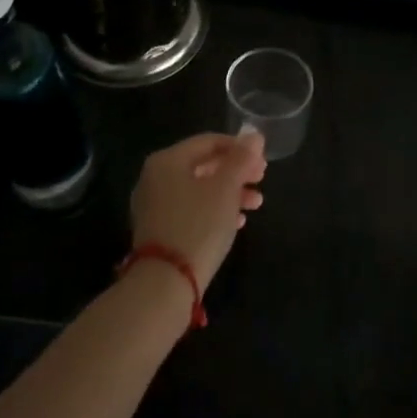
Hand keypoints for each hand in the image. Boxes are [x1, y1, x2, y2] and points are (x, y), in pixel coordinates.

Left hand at [128, 132, 267, 288]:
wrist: (165, 281)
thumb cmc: (198, 225)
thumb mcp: (225, 188)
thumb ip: (241, 159)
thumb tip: (254, 135)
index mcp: (167, 160)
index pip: (208, 142)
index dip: (239, 148)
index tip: (263, 163)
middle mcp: (155, 178)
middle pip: (203, 165)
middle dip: (236, 172)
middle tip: (261, 181)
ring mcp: (153, 205)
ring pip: (198, 189)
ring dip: (229, 193)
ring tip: (256, 204)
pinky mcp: (158, 229)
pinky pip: (190, 209)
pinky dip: (214, 210)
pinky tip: (236, 222)